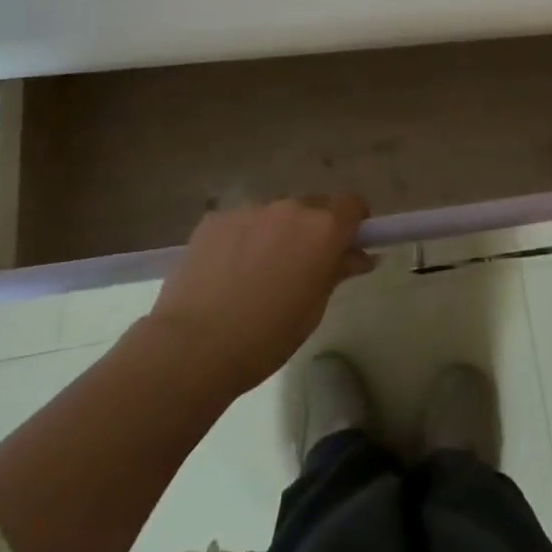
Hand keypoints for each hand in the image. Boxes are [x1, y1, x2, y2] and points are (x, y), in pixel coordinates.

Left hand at [149, 196, 373, 397]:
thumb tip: (359, 256)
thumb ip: (337, 272)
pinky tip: (227, 272)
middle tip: (301, 266)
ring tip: (256, 273)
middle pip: (313, 206)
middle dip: (314, 229)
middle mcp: (290, 208)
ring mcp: (250, 210)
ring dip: (276, 233)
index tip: (346, 246)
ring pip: (275, 215)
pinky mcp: (215, 219)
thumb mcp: (313, 309)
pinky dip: (242, 239)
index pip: (352, 204)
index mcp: (323, 229)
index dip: (353, 222)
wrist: (192, 346)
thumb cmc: (266, 337)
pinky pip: (241, 223)